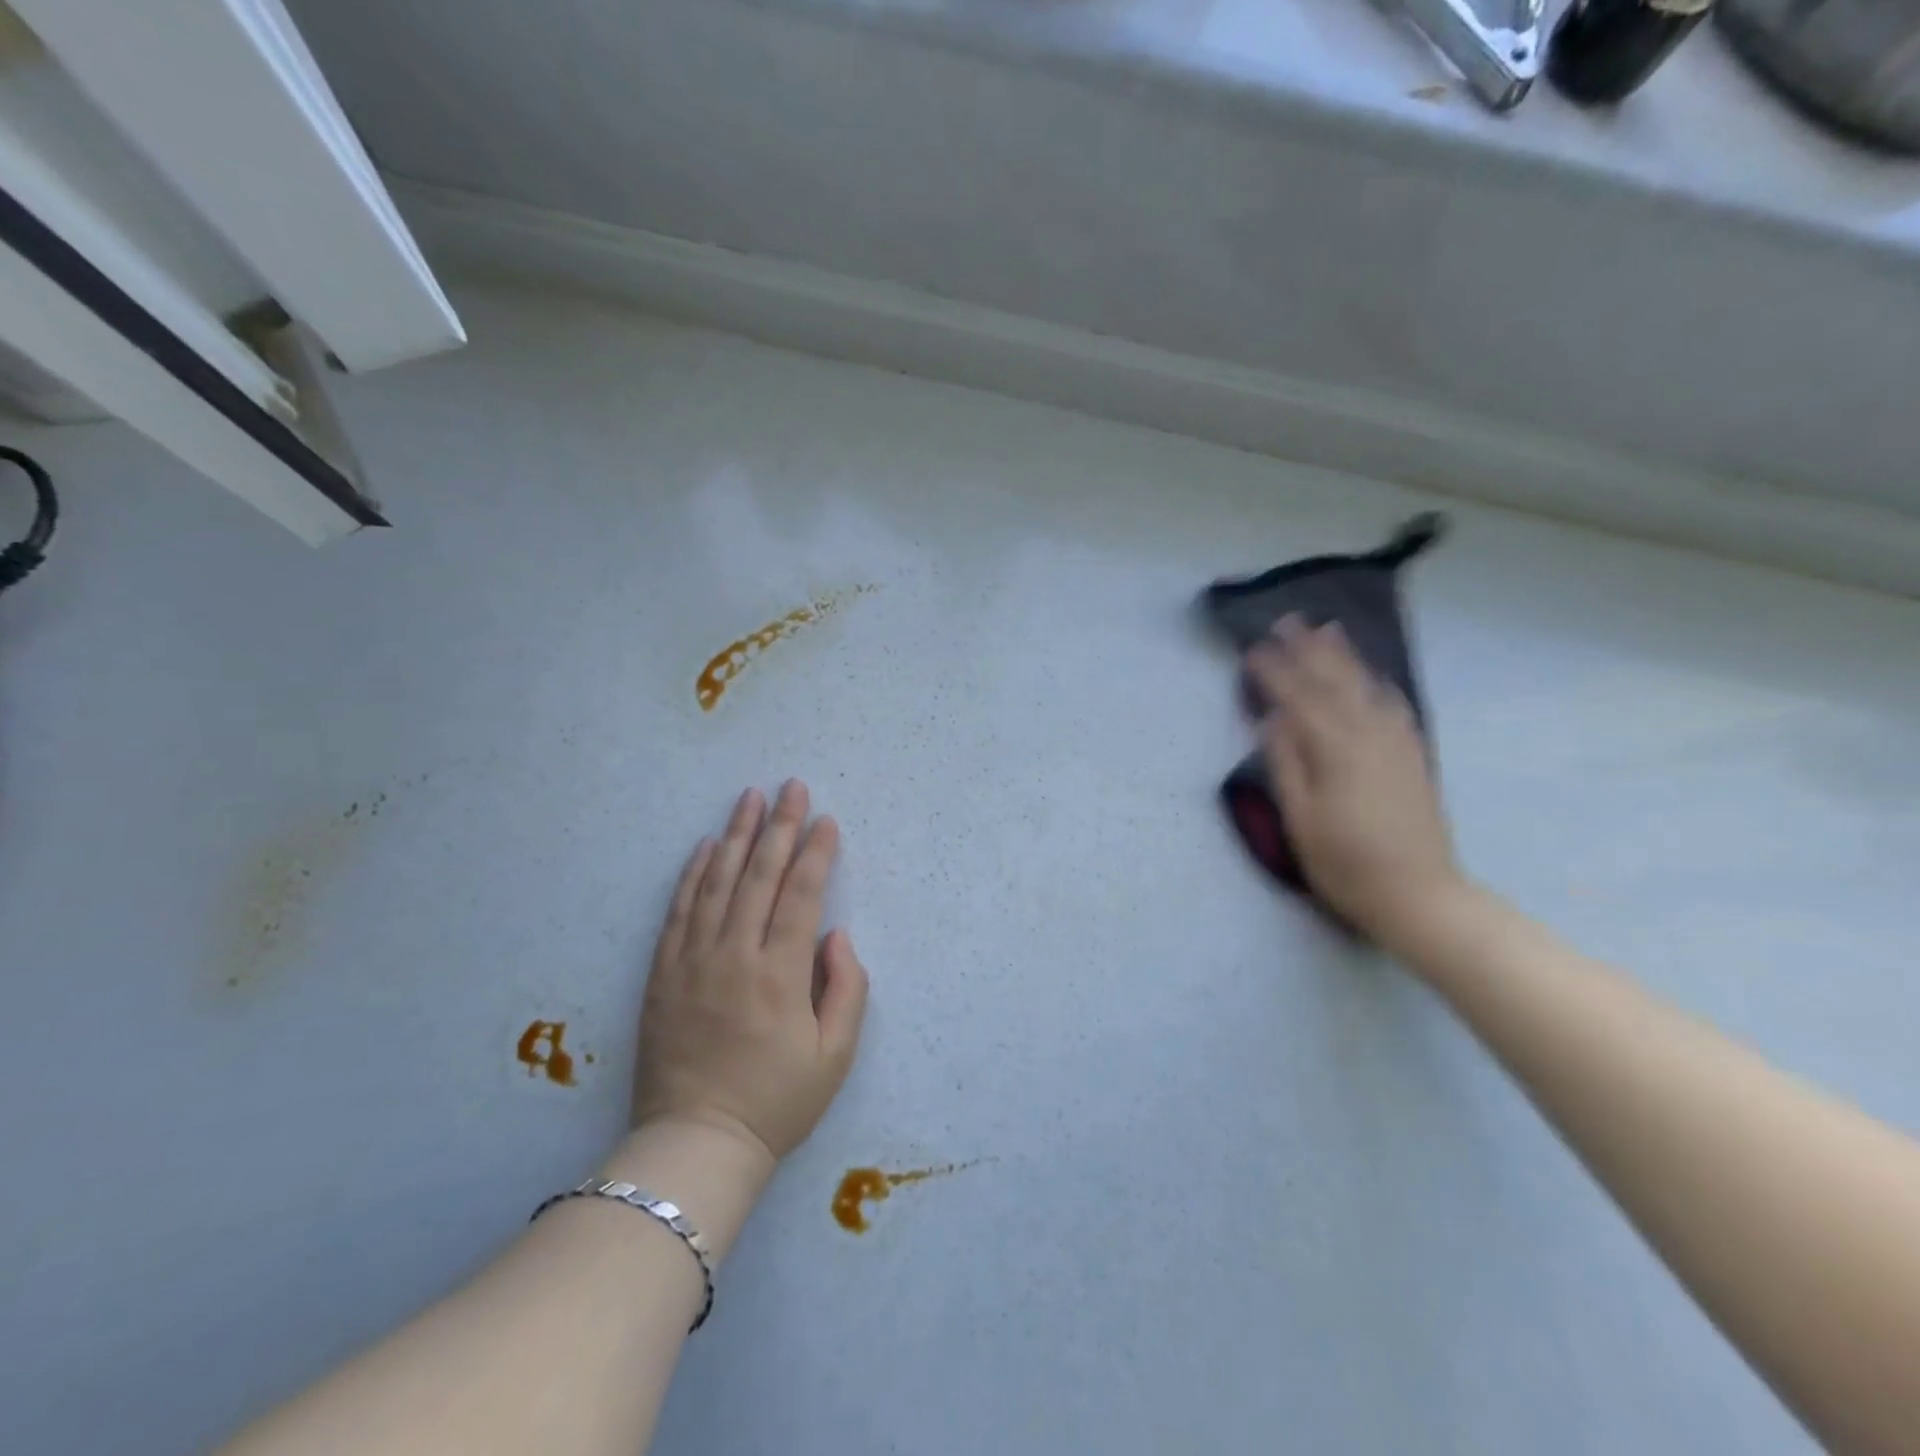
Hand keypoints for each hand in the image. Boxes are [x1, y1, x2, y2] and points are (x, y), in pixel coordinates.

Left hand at [633, 781, 869, 1162]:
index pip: (801, 895)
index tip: (826, 820)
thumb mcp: (835, 1056)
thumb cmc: (776, 1101)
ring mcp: (694, 960)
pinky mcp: (663, 972)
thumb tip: (836, 934)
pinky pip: (680, 910)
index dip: (816, 853)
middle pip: (760, 875)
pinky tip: (707, 845)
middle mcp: (735, 954)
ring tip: (750, 798)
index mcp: (781, 973)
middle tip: (791, 786)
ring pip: (718, 882)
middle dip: (780, 826)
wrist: (695, 1143)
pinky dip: (693, 873)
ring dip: (738, 835)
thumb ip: (846, 988)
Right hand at [1246, 618, 1466, 945]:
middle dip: (1309, 650)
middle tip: (1288, 620)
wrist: (1419, 895)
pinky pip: (1394, 706)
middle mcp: (1369, 736)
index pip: (1299, 699)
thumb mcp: (1300, 820)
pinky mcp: (1413, 757)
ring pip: (1367, 687)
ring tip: (1329, 629)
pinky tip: (1372, 677)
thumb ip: (1286, 765)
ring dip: (1345, 657)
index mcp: (1335, 751)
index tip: (1252, 649)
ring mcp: (1396, 744)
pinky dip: (1377, 683)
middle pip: (1335, 682)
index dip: (1274, 672)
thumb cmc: (1345, 864)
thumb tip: (1272, 720)